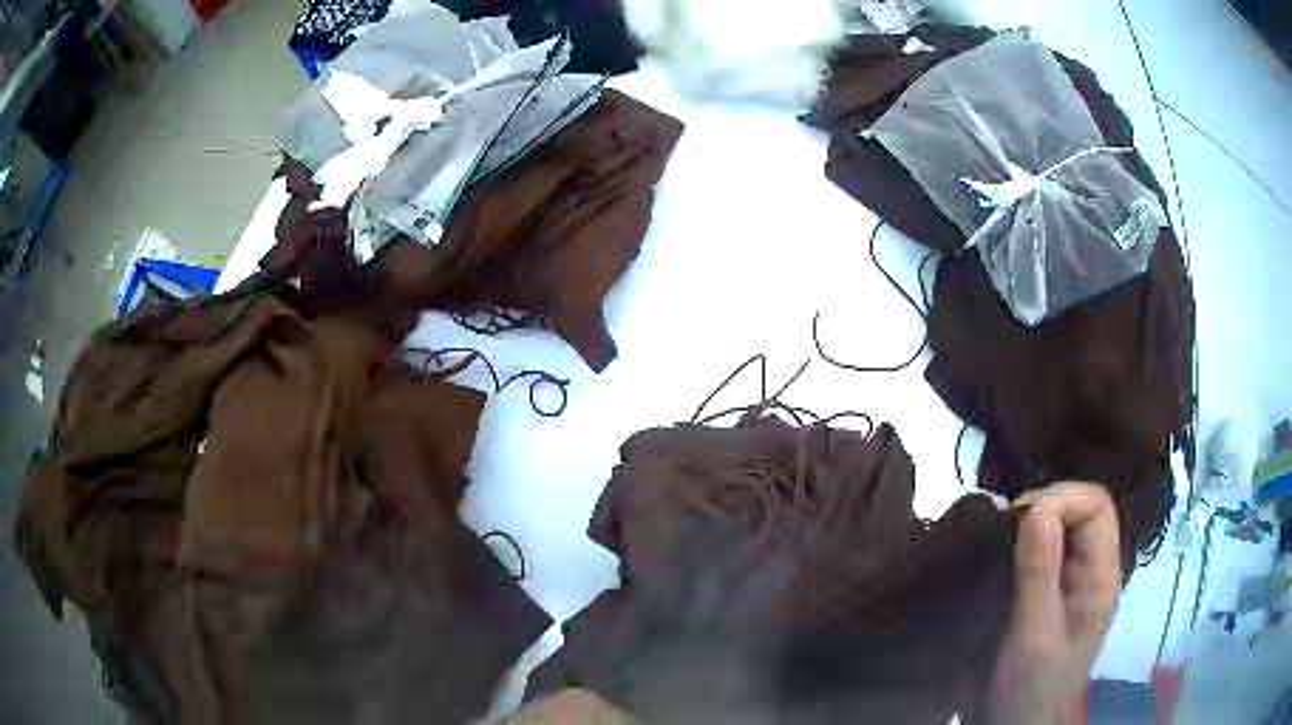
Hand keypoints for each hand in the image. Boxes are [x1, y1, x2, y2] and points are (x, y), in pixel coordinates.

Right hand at [989, 482, 1121, 724]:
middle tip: (1005, 530)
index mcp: (1102, 575)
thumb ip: (1040, 569)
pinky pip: (1047, 554)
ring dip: (1033, 528)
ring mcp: (1074, 584)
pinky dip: (1026, 547)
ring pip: (1064, 531)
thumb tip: (1037, 503)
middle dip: (1046, 509)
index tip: (1020, 517)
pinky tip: (1004, 558)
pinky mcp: (1054, 596)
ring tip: (1001, 542)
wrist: (1020, 724)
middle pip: (1083, 512)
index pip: (1097, 506)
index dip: (1063, 498)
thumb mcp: (1034, 629)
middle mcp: (1094, 571)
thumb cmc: (1032, 683)